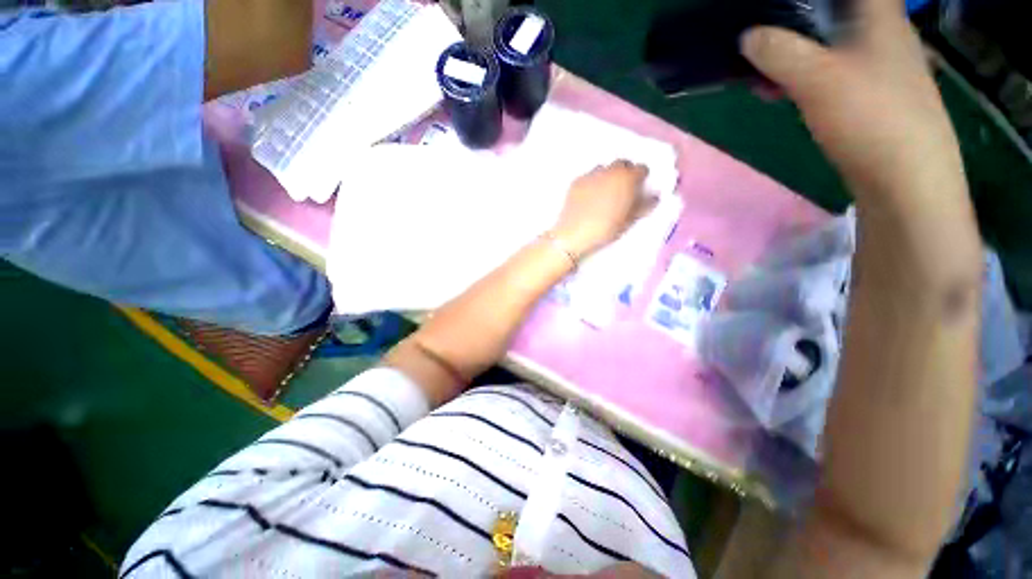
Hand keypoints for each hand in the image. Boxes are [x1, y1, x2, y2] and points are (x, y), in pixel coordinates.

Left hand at [552, 160, 654, 258]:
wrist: (574, 233)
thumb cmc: (605, 228)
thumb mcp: (629, 220)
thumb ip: (644, 205)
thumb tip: (653, 197)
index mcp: (627, 179)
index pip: (641, 169)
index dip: (641, 178)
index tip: (638, 189)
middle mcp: (610, 171)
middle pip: (622, 164)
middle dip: (625, 173)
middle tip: (622, 190)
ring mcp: (591, 174)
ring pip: (604, 168)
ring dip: (608, 176)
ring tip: (605, 193)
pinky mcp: (576, 181)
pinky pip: (589, 176)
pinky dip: (592, 182)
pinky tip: (589, 197)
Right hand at [740, 1, 966, 208]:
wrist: (906, 178)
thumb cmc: (869, 116)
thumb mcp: (816, 78)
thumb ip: (779, 52)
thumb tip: (748, 36)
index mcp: (878, 15)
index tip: (777, 8)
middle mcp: (882, 32)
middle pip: (833, 12)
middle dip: (792, 23)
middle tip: (759, 40)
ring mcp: (879, 65)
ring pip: (829, 43)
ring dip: (794, 54)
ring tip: (762, 75)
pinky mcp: (871, 94)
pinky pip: (832, 71)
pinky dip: (805, 76)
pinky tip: (783, 93)